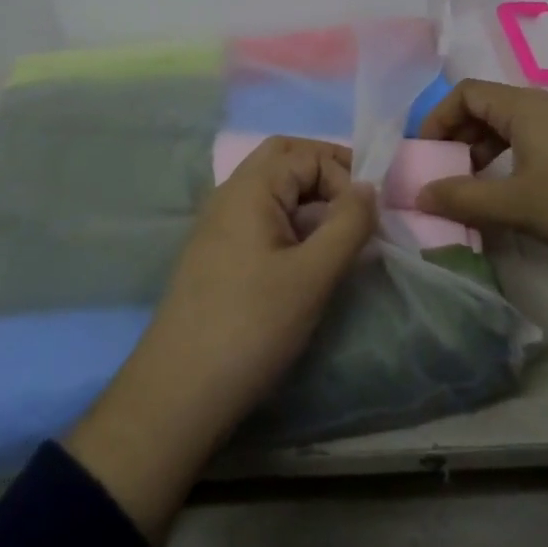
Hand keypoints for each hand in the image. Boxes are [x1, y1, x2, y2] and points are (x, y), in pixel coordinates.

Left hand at [66, 137, 376, 542]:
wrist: (178, 392)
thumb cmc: (251, 326)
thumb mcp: (313, 275)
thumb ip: (348, 224)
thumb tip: (368, 187)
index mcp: (250, 187)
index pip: (308, 154)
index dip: (344, 176)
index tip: (369, 216)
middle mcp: (230, 193)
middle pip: (284, 157)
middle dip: (325, 170)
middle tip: (357, 201)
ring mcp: (219, 222)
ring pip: (271, 186)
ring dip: (308, 194)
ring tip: (340, 228)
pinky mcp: (217, 252)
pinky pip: (260, 214)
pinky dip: (290, 217)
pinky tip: (307, 253)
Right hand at [416, 79, 547, 270]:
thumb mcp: (517, 205)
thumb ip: (463, 198)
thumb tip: (418, 195)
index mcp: (523, 106)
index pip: (465, 93)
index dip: (437, 119)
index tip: (423, 156)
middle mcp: (543, 106)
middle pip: (485, 107)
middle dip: (457, 138)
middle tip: (443, 176)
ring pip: (509, 127)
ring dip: (483, 153)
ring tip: (473, 190)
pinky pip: (532, 143)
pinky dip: (509, 161)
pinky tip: (512, 196)